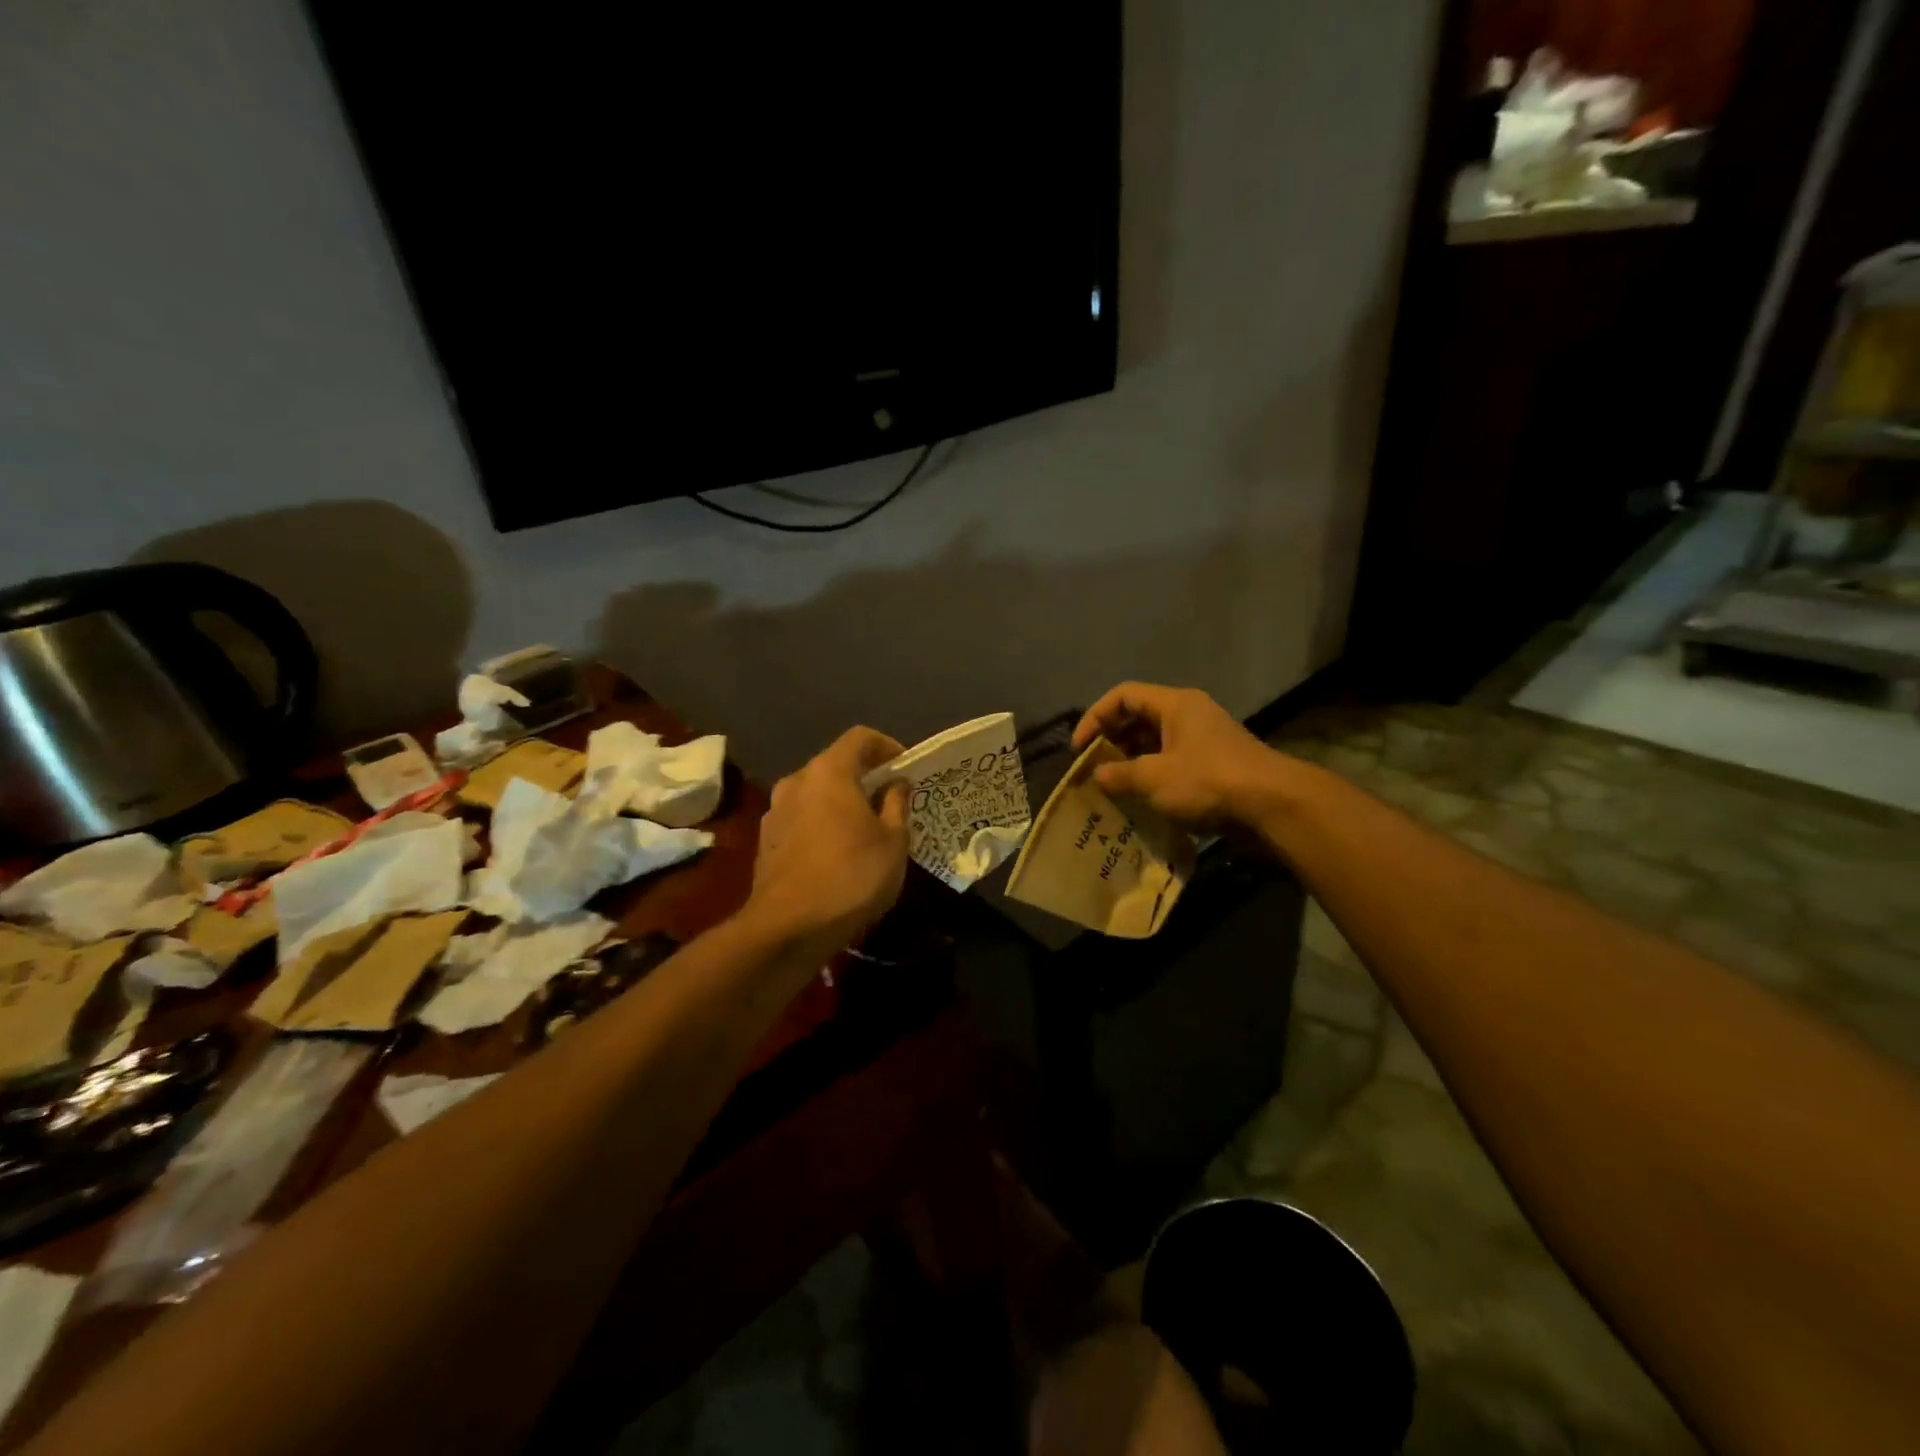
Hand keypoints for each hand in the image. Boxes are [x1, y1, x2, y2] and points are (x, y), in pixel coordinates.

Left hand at [745, 727, 910, 951]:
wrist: (788, 928)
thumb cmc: (851, 876)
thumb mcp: (893, 841)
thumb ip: (896, 804)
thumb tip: (896, 783)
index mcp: (828, 772)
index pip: (860, 737)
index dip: (887, 746)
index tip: (906, 768)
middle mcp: (796, 782)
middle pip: (835, 764)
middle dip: (865, 777)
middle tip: (891, 800)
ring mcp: (775, 812)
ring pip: (816, 793)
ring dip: (841, 802)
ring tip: (866, 829)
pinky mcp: (766, 841)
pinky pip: (802, 819)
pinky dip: (822, 824)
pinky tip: (839, 853)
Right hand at [1072, 682, 1290, 832]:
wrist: (1274, 806)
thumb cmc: (1208, 781)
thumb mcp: (1154, 778)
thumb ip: (1119, 775)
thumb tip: (1097, 776)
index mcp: (1174, 704)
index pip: (1123, 696)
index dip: (1095, 717)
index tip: (1079, 748)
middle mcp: (1189, 714)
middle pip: (1139, 718)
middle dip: (1111, 742)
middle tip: (1093, 769)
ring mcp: (1204, 740)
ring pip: (1156, 743)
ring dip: (1131, 762)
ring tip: (1112, 788)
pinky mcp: (1215, 765)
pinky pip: (1173, 762)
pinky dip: (1153, 776)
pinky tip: (1141, 801)